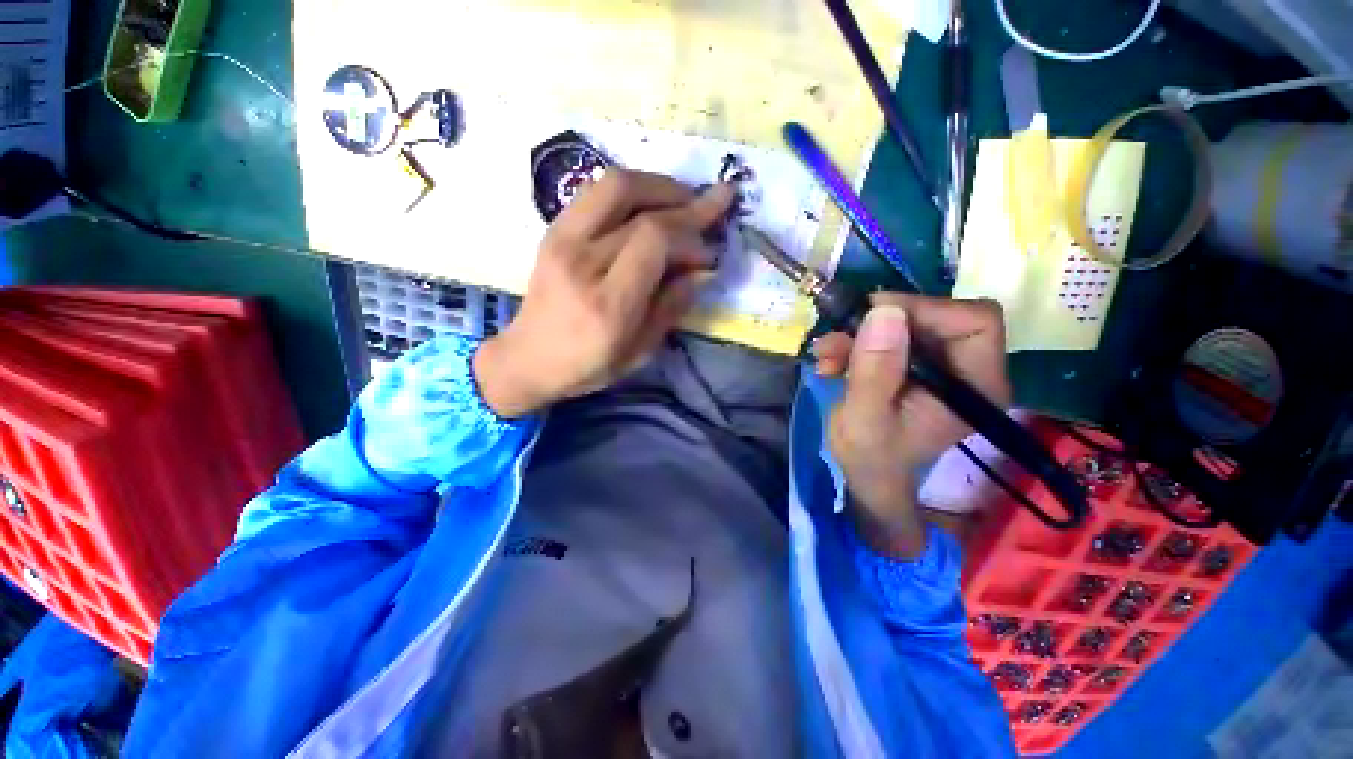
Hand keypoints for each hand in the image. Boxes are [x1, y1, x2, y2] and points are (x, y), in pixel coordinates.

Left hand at [474, 170, 735, 417]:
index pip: (654, 241)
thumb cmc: (589, 364)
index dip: (690, 236)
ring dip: (659, 185)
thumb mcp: (640, 351)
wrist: (529, 358)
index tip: (708, 253)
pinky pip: (596, 191)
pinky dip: (631, 189)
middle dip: (686, 203)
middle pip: (639, 208)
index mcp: (608, 303)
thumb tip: (700, 269)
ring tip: (686, 198)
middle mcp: (582, 262)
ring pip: (616, 185)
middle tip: (716, 203)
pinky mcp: (554, 230)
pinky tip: (651, 202)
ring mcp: (562, 240)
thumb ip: (671, 307)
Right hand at [812, 293, 1008, 557]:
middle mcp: (968, 368)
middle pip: (936, 316)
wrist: (866, 472)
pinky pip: (888, 335)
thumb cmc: (871, 456)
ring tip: (825, 355)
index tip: (873, 317)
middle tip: (838, 336)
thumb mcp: (865, 417)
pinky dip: (855, 342)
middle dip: (880, 322)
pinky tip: (830, 362)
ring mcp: (940, 364)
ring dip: (859, 334)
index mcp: (975, 386)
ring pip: (906, 323)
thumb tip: (884, 312)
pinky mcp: (916, 362)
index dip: (925, 310)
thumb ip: (875, 370)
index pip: (974, 322)